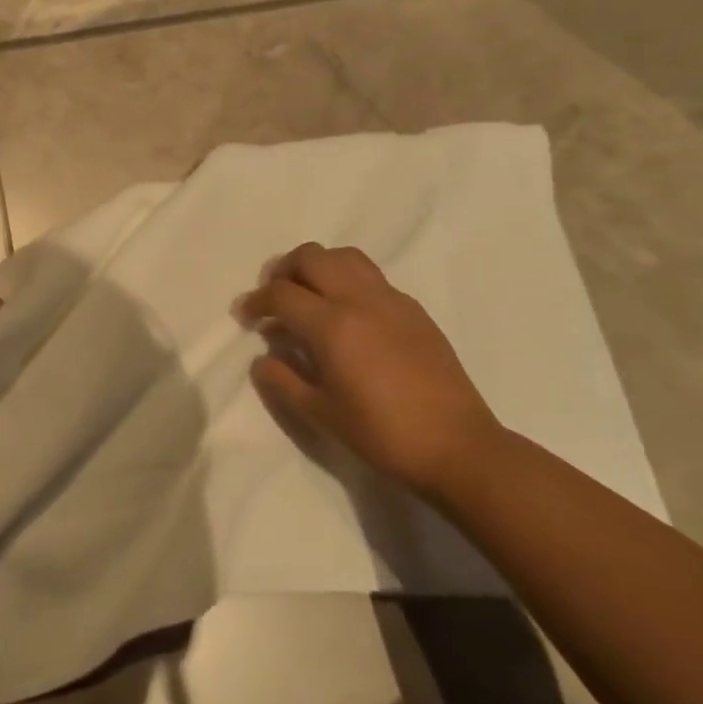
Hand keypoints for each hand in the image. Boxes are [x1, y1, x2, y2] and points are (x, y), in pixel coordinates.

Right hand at [237, 242, 501, 495]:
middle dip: (284, 270)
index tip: (245, 317)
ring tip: (309, 296)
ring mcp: (391, 300)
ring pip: (344, 257)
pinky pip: (371, 277)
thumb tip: (262, 358)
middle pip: (311, 257)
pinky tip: (347, 316)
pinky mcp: (413, 309)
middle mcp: (360, 300)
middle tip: (274, 299)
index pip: (281, 294)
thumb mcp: (321, 413)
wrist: (457, 446)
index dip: (256, 302)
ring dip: (318, 267)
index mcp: (333, 325)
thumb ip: (283, 380)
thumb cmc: (382, 434)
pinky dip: (347, 281)